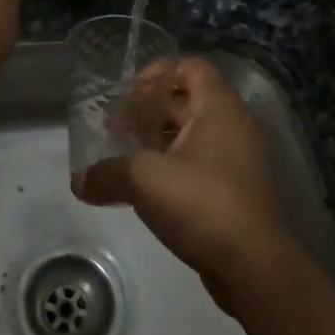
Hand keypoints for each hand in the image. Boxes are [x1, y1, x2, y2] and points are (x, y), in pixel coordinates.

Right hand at [73, 57, 293, 311]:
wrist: (255, 268)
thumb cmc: (203, 204)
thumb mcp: (145, 180)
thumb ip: (107, 173)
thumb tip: (80, 181)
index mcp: (219, 108)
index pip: (191, 67)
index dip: (158, 72)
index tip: (127, 95)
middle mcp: (233, 126)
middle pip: (186, 100)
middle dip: (148, 110)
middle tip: (114, 128)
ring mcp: (237, 160)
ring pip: (191, 135)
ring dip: (157, 141)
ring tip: (122, 157)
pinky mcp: (234, 191)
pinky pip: (198, 164)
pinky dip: (171, 167)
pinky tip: (144, 188)